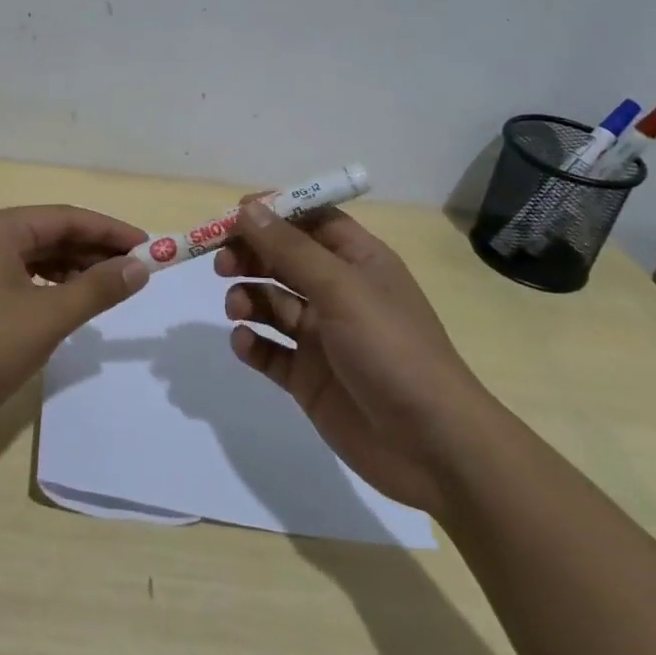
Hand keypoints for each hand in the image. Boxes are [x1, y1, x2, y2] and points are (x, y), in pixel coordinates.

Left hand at [0, 205, 147, 445]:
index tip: (149, 246)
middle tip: (138, 270)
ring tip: (111, 288)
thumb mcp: (45, 318)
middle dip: (95, 250)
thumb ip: (96, 289)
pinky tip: (71, 303)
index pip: (68, 217)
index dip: (111, 231)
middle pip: (52, 234)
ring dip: (75, 269)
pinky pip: (22, 278)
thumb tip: (140, 266)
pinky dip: (51, 287)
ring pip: (37, 257)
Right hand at [217, 198, 492, 519]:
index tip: (234, 216)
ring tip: (237, 309)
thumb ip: (290, 249)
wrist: (433, 446)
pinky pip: (269, 349)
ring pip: (271, 302)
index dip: (274, 213)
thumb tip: (247, 208)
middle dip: (250, 256)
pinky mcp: (308, 376)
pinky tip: (245, 343)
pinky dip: (252, 343)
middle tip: (222, 264)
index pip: (311, 220)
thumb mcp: (341, 289)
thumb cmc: (392, 350)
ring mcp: (322, 336)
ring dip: (248, 298)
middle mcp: (338, 293)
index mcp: (358, 262)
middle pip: (283, 259)